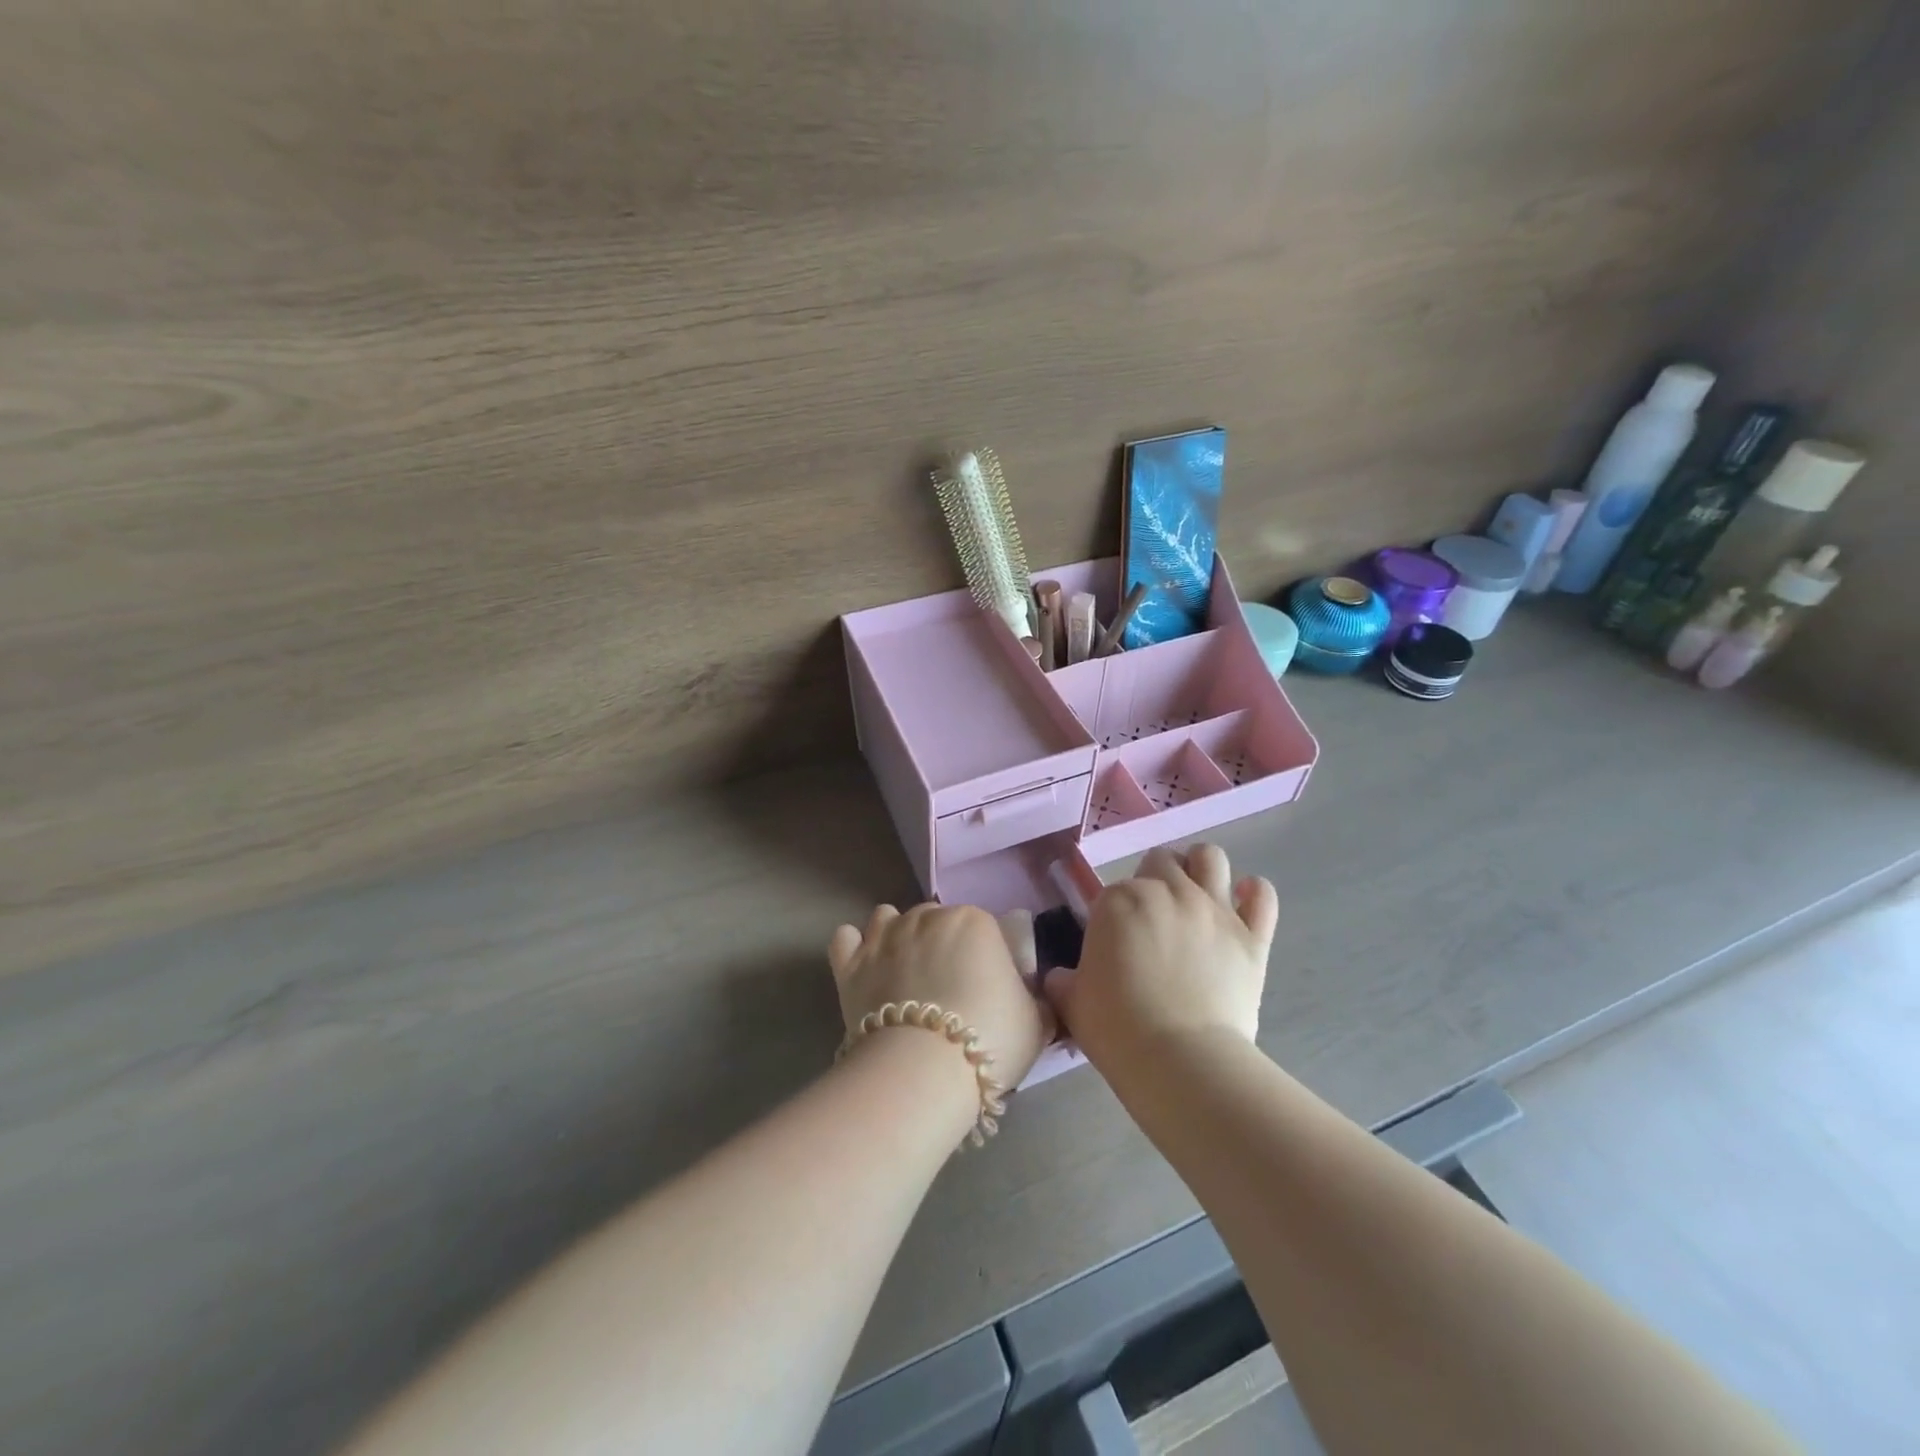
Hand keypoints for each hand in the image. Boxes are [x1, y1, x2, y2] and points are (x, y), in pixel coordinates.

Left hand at [828, 903, 1049, 1097]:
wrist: (923, 1070)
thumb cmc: (990, 1039)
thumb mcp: (1036, 1022)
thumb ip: (1035, 1001)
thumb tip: (1035, 1000)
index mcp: (975, 921)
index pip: (983, 927)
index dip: (985, 956)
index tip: (987, 986)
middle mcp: (927, 917)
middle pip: (935, 919)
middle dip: (940, 944)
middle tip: (946, 986)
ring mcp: (884, 936)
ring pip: (888, 918)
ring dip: (896, 936)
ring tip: (903, 972)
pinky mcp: (850, 963)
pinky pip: (845, 939)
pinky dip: (854, 948)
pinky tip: (864, 967)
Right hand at [1046, 844, 1277, 1064]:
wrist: (1179, 1060)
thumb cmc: (1116, 1029)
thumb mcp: (1072, 1002)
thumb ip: (1063, 980)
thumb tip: (1061, 978)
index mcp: (1118, 900)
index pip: (1114, 889)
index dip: (1114, 913)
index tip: (1115, 940)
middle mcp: (1167, 891)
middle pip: (1161, 861)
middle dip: (1155, 880)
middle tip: (1153, 916)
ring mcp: (1213, 909)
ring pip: (1210, 857)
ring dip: (1200, 869)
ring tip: (1196, 895)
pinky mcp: (1252, 935)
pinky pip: (1262, 894)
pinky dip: (1253, 894)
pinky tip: (1243, 904)